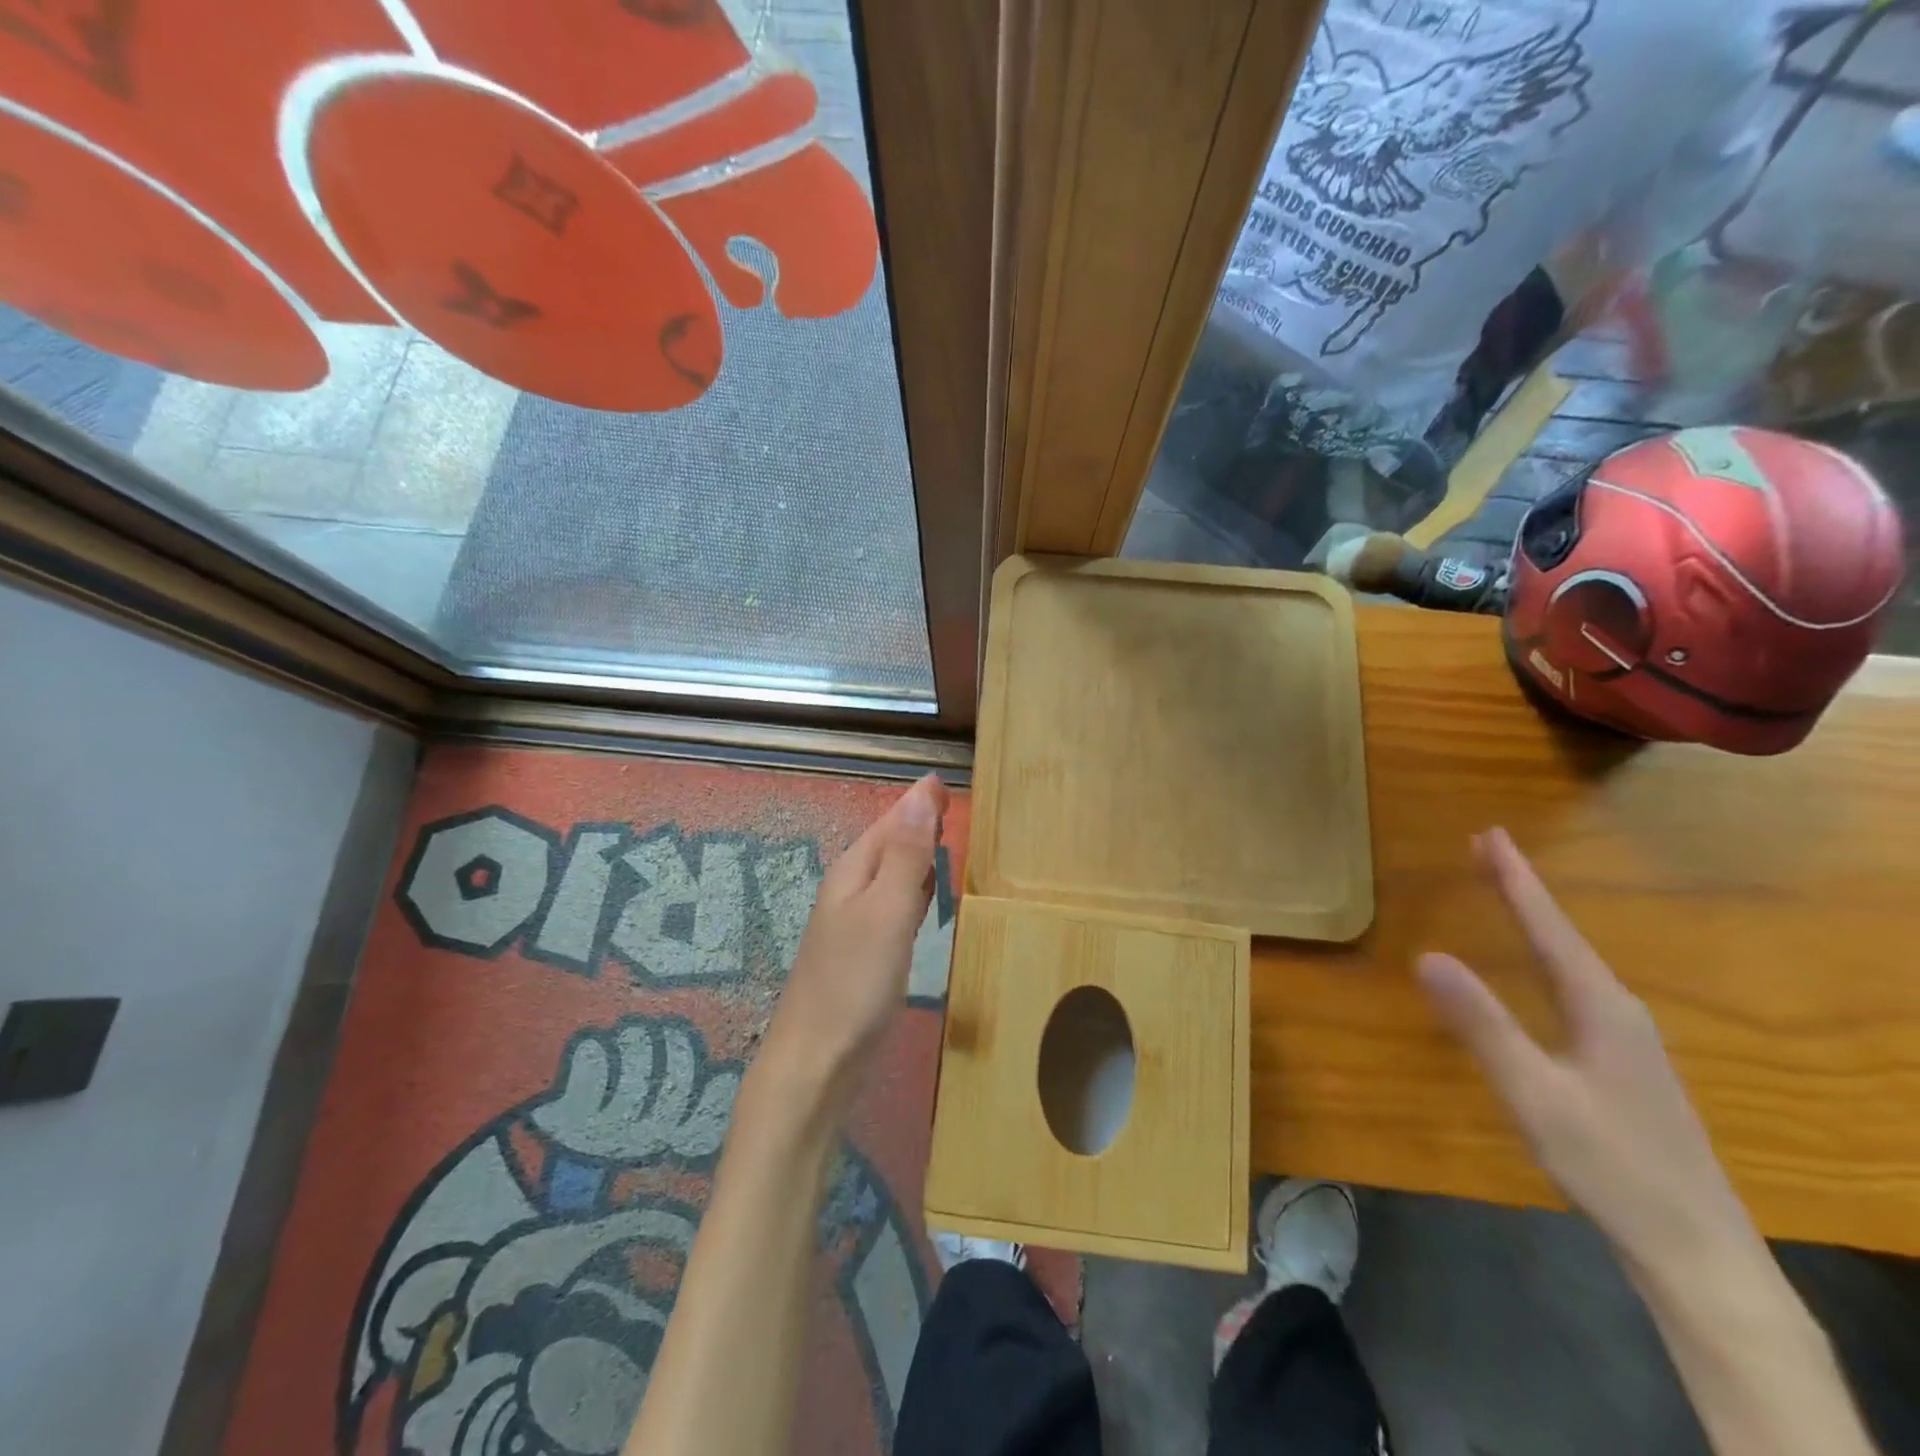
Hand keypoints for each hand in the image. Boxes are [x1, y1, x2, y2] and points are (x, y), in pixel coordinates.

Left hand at [757, 773, 947, 1111]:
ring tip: (950, 841)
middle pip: (891, 844)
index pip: (890, 821)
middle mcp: (852, 890)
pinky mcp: (868, 954)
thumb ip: (907, 854)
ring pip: (894, 875)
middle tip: (956, 806)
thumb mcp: (887, 909)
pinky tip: (929, 899)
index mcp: (853, 871)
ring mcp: (858, 924)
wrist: (818, 1061)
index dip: (918, 802)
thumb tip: (923, 793)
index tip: (948, 782)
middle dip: (920, 823)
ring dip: (919, 855)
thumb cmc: (854, 981)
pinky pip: (897, 907)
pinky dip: (916, 893)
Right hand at [1416, 829, 1763, 1291]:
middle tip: (1487, 847)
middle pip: (1561, 937)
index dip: (1516, 880)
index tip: (1491, 834)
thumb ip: (1482, 1023)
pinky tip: (1538, 972)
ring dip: (1534, 923)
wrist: (1696, 1251)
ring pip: (1571, 963)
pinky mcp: (1621, 1065)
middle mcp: (1619, 1012)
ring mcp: (1626, 1041)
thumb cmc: (1612, 1166)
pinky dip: (1544, 959)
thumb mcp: (1535, 1093)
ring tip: (1504, 893)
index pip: (1548, 928)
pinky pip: (1573, 989)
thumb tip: (1427, 954)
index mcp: (1601, 1008)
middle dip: (1522, 890)